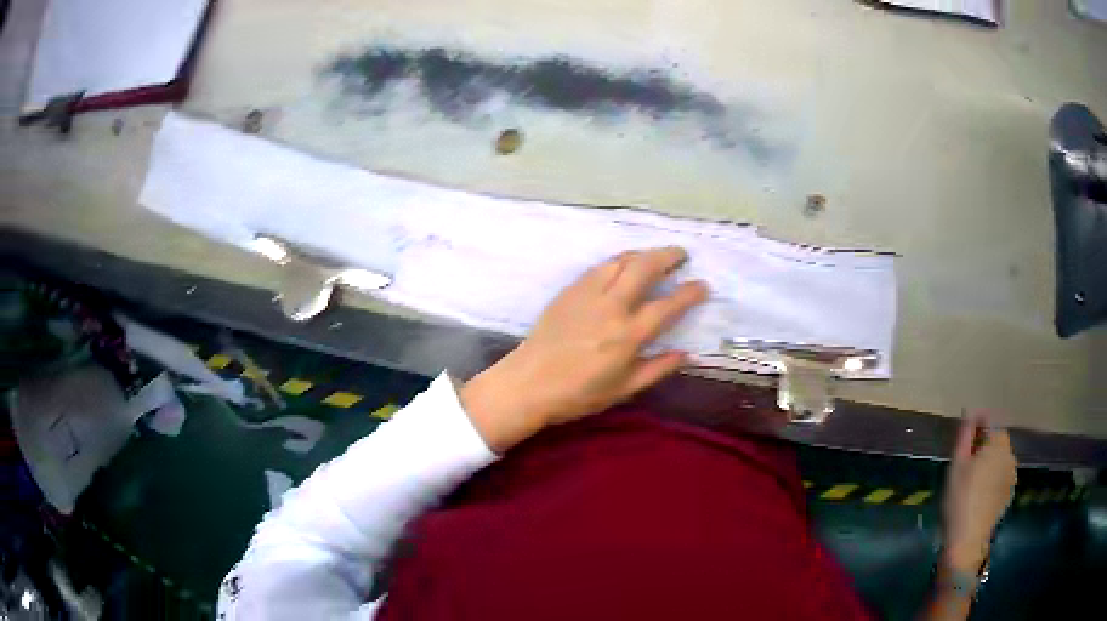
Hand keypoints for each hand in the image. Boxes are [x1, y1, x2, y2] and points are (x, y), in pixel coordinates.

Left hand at [460, 247, 708, 452]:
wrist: (528, 383)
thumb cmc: (578, 393)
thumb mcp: (624, 389)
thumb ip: (658, 369)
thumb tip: (687, 355)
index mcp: (628, 335)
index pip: (668, 305)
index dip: (690, 292)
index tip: (702, 285)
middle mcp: (611, 306)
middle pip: (645, 267)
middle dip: (668, 256)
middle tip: (681, 255)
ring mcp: (588, 294)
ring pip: (620, 260)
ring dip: (643, 253)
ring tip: (654, 257)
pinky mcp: (570, 290)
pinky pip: (599, 266)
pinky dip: (618, 261)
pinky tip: (622, 266)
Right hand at [941, 411, 1017, 571]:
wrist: (967, 540)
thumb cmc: (960, 498)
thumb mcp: (957, 464)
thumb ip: (965, 435)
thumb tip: (969, 413)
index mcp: (998, 443)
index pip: (990, 420)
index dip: (976, 422)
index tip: (964, 432)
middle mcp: (1010, 454)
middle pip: (997, 439)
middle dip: (984, 442)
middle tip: (966, 458)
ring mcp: (1011, 475)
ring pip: (1000, 458)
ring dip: (989, 459)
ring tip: (973, 477)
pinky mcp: (1008, 493)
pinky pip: (1001, 475)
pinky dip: (992, 476)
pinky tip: (980, 492)